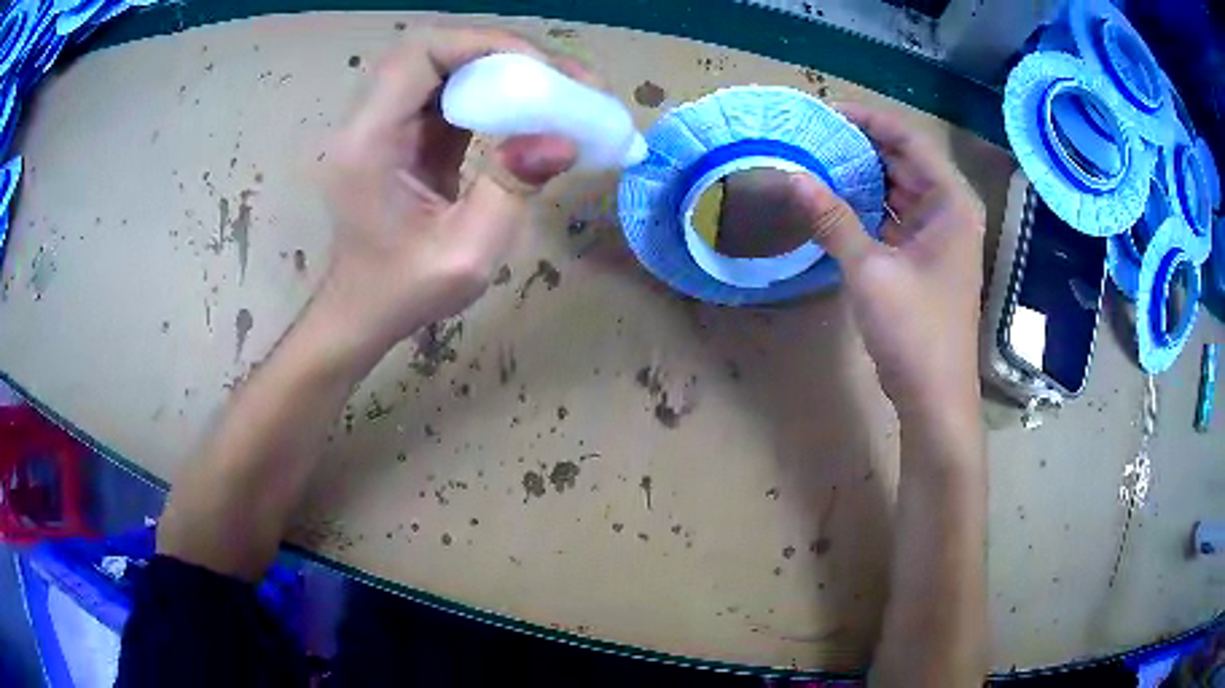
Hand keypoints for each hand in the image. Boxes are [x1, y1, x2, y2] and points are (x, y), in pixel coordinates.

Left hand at [316, 28, 585, 356]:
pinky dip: (491, 86)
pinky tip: (526, 106)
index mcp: (370, 142)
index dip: (485, 45)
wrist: (363, 310)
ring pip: (444, 62)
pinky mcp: (403, 130)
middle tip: (562, 78)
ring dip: (501, 66)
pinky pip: (448, 87)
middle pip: (434, 48)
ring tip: (556, 88)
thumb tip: (565, 140)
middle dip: (503, 52)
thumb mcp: (466, 254)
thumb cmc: (403, 292)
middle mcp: (370, 119)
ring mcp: (384, 121)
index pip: (421, 53)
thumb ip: (511, 190)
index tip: (545, 71)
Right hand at [790, 103, 985, 425]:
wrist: (934, 397)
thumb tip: (791, 176)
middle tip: (812, 135)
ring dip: (863, 175)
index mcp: (951, 202)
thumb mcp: (870, 270)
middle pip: (905, 162)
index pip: (909, 140)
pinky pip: (895, 216)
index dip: (868, 121)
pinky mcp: (924, 258)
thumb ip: (832, 218)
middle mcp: (950, 211)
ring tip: (817, 159)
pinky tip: (835, 199)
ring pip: (898, 189)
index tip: (825, 112)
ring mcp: (938, 236)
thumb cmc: (915, 331)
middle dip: (861, 146)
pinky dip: (868, 206)